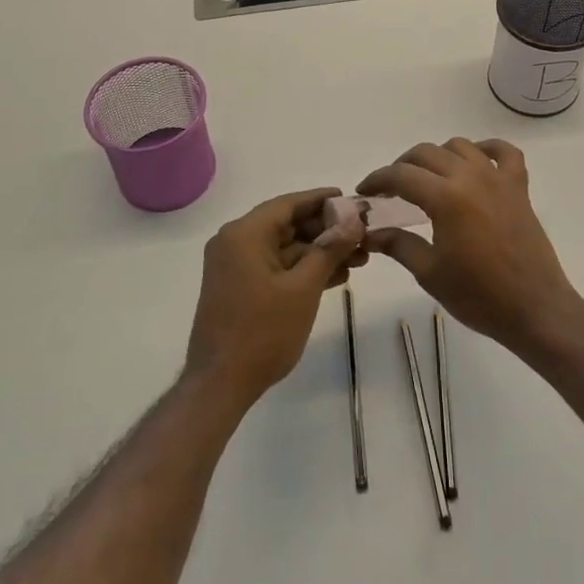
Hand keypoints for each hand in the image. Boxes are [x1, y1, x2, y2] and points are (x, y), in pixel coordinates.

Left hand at [184, 188, 364, 410]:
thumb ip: (329, 249)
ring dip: (319, 252)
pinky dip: (302, 269)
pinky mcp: (239, 287)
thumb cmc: (263, 332)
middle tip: (363, 234)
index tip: (352, 200)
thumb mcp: (303, 288)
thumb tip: (353, 219)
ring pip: (285, 248)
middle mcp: (235, 242)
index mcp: (245, 234)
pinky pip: (276, 267)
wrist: (220, 384)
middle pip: (287, 225)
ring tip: (360, 258)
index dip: (322, 200)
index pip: (288, 204)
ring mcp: (235, 266)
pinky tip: (336, 276)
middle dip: (326, 230)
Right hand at [357, 139, 581, 353]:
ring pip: (460, 146)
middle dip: (402, 166)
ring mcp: (498, 179)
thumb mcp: (429, 273)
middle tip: (390, 190)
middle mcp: (471, 177)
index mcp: (446, 198)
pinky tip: (475, 161)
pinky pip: (504, 153)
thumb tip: (369, 233)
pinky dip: (486, 149)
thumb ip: (398, 244)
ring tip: (428, 179)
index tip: (364, 192)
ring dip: (438, 156)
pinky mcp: (519, 187)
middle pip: (426, 154)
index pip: (401, 175)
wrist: (534, 308)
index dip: (377, 179)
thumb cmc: (478, 295)